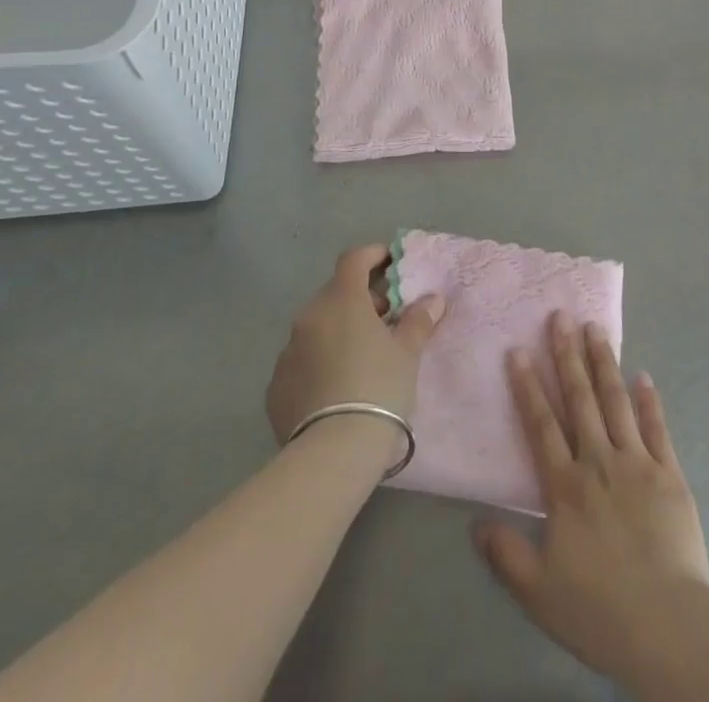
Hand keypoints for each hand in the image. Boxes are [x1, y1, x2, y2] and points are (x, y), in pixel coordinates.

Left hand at [266, 245, 444, 466]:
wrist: (333, 453)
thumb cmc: (379, 388)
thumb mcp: (407, 353)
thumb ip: (418, 321)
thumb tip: (432, 300)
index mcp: (341, 300)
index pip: (353, 260)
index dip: (372, 256)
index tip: (389, 262)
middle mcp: (309, 317)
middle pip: (335, 294)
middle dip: (359, 300)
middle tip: (384, 320)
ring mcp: (287, 352)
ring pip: (316, 328)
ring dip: (337, 332)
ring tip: (361, 358)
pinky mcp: (275, 387)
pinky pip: (301, 361)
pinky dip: (319, 362)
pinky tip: (336, 388)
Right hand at [475, 313, 708, 681]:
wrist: (667, 624)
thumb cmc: (598, 608)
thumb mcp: (538, 592)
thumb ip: (506, 553)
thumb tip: (476, 522)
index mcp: (565, 486)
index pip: (541, 424)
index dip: (527, 385)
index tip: (518, 350)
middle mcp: (598, 461)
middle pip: (580, 398)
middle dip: (567, 355)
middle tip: (561, 316)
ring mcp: (637, 462)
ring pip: (616, 401)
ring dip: (604, 362)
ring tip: (595, 328)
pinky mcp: (669, 473)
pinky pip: (657, 428)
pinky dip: (649, 400)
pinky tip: (643, 375)